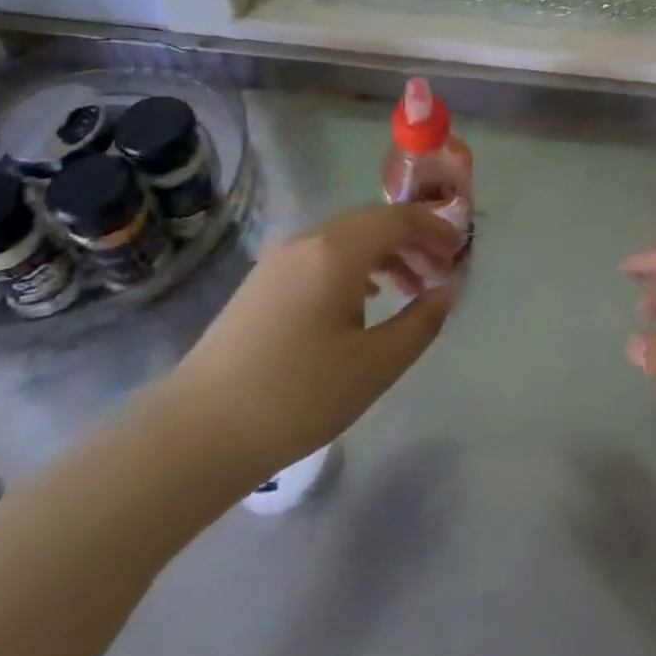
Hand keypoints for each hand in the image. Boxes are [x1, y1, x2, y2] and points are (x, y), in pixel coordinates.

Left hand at [163, 205, 463, 482]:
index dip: (436, 230)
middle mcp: (309, 241)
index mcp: (337, 251)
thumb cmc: (295, 397)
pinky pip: (323, 256)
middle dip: (414, 241)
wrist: (194, 436)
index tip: (461, 252)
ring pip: (347, 239)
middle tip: (442, 272)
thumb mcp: (374, 365)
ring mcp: (280, 260)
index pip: (399, 219)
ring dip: (385, 254)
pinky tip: (363, 301)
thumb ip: (420, 322)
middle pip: (373, 222)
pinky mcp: (263, 284)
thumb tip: (447, 291)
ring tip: (410, 289)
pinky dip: (355, 266)